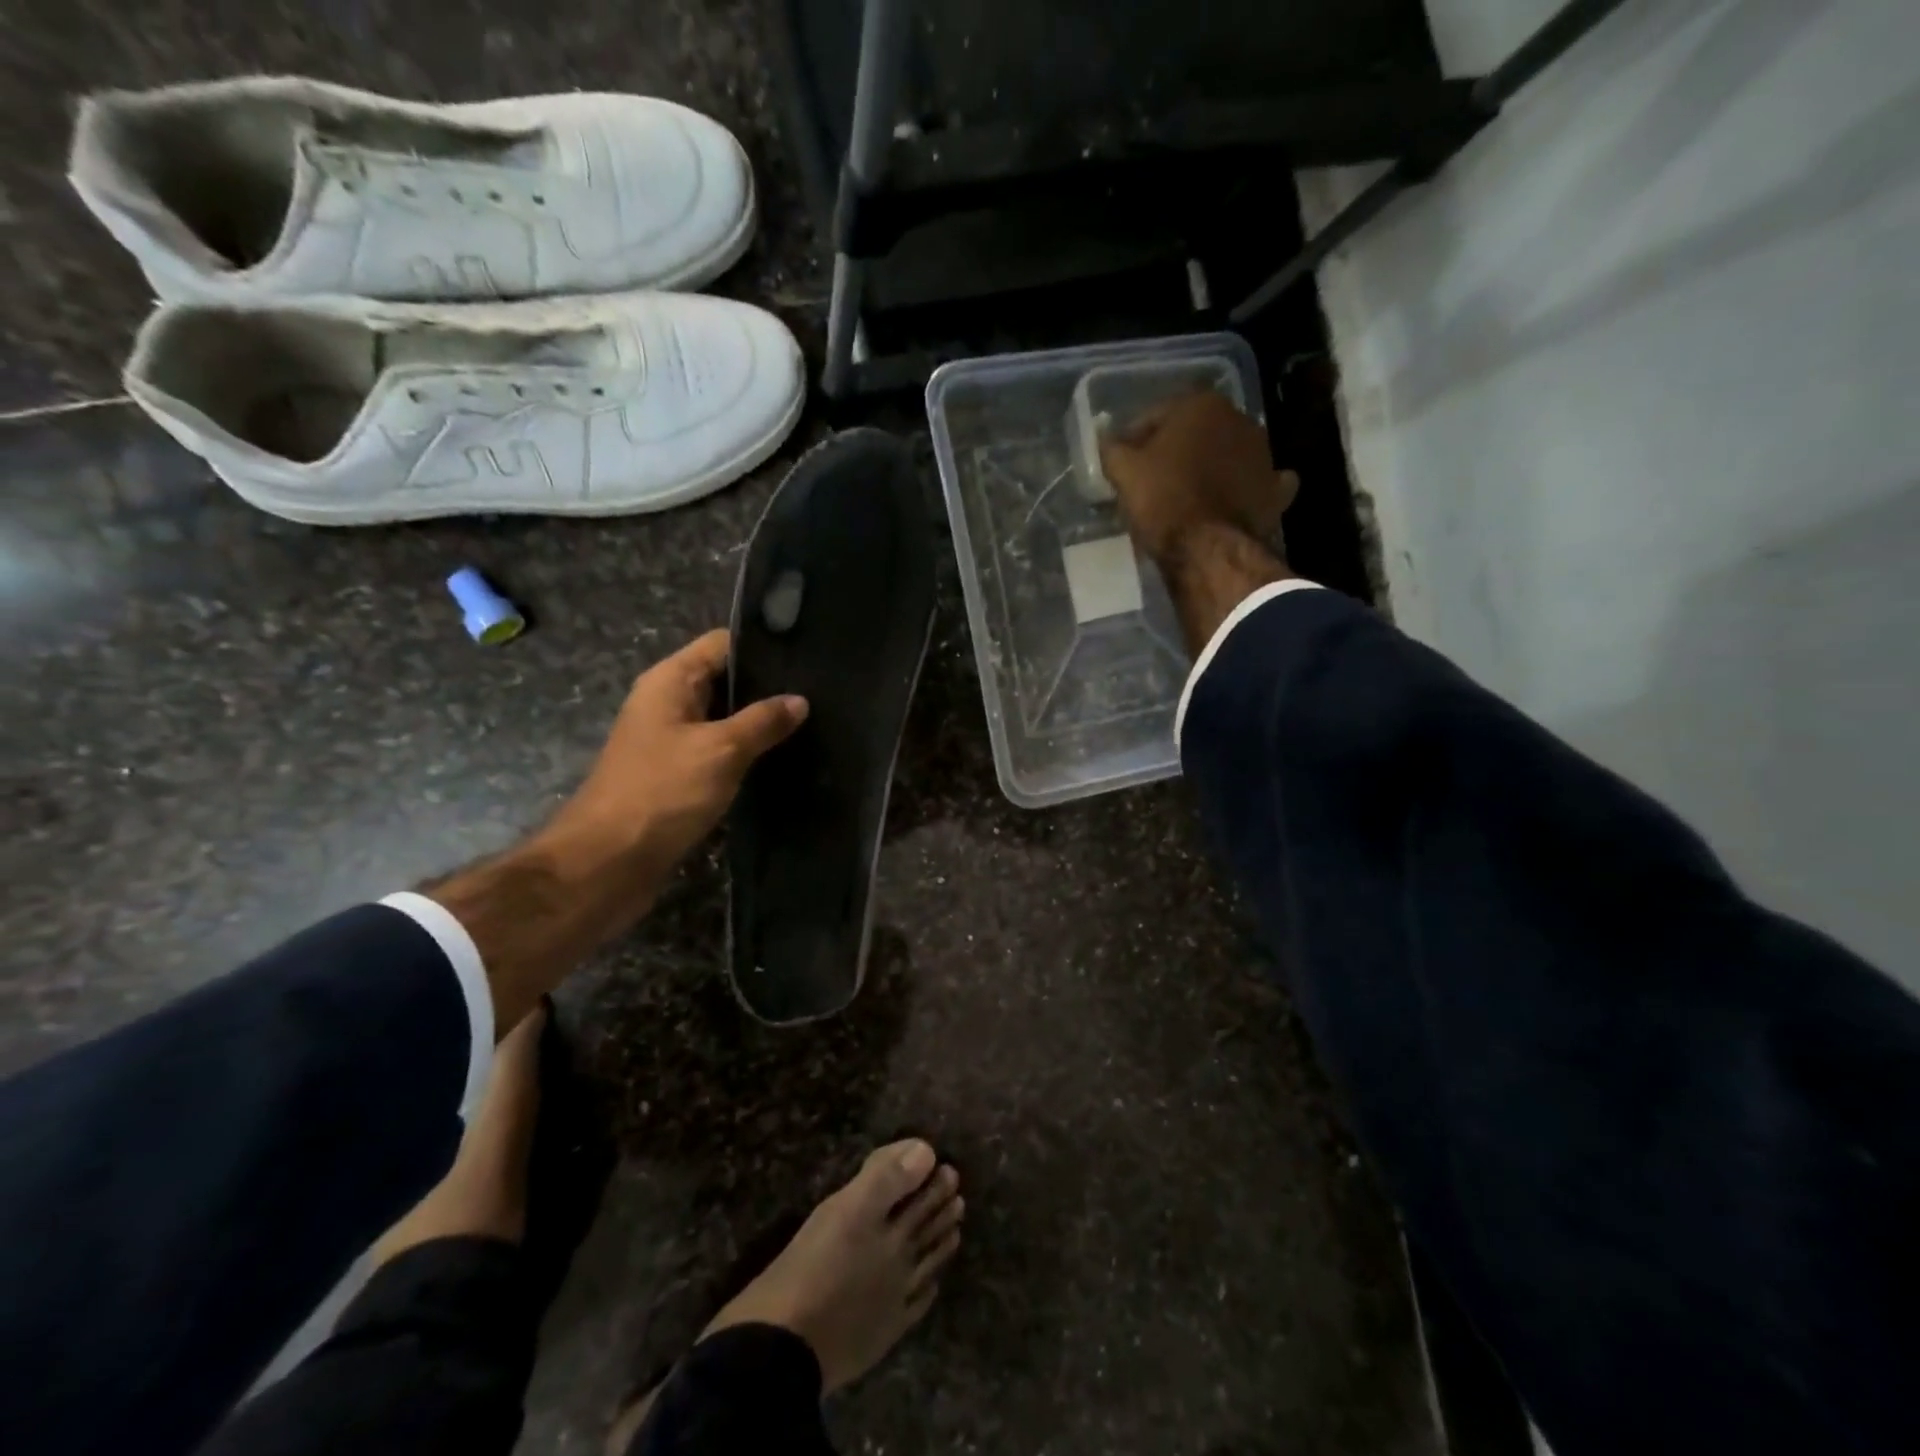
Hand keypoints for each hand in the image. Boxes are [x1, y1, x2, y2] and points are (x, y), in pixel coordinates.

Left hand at [544, 629, 806, 869]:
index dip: (762, 645)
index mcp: (670, 682)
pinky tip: (782, 759)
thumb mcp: (721, 750)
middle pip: (724, 680)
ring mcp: (671, 742)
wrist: (608, 863)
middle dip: (767, 687)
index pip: (721, 644)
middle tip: (820, 694)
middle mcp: (668, 704)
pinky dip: (746, 754)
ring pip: (724, 719)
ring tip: (812, 724)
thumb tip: (799, 700)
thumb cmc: (663, 792)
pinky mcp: (678, 776)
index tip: (808, 656)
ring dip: (759, 723)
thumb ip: (763, 721)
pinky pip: (719, 753)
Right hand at [1100, 390, 1298, 562]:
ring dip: (1208, 467)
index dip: (1133, 440)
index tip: (1122, 464)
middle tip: (1151, 479)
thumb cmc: (1163, 501)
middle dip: (1174, 451)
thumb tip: (1108, 439)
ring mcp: (1263, 454)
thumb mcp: (1124, 473)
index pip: (1155, 416)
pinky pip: (1255, 482)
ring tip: (1185, 495)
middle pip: (1194, 433)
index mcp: (1201, 405)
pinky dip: (1244, 488)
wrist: (1209, 549)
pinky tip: (1231, 500)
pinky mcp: (1275, 489)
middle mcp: (1239, 418)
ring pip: (1225, 455)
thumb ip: (1113, 449)